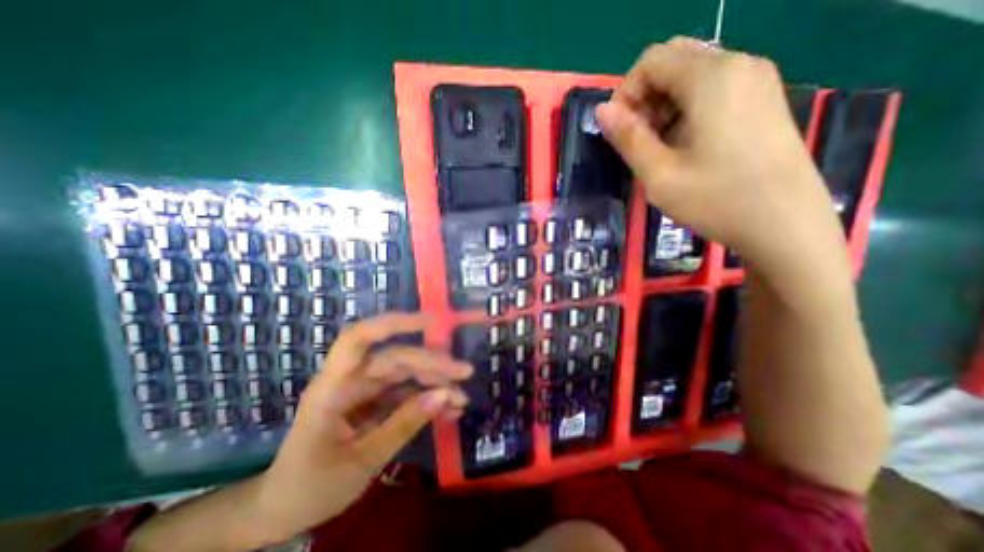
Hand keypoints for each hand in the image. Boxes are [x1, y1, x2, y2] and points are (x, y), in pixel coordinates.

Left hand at [251, 315, 469, 542]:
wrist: (283, 511)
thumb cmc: (309, 488)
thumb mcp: (360, 462)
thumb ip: (403, 425)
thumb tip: (444, 395)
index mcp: (333, 387)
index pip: (360, 338)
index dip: (394, 323)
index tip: (431, 321)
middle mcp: (350, 380)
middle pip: (395, 359)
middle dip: (432, 364)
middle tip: (464, 373)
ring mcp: (364, 391)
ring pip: (405, 374)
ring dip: (434, 383)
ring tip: (461, 398)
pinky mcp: (374, 403)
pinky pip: (405, 394)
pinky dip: (427, 401)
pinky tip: (449, 409)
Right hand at [596, 38, 850, 280]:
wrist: (784, 224)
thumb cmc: (715, 199)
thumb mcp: (658, 174)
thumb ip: (627, 138)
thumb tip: (602, 110)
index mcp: (711, 78)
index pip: (652, 60)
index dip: (625, 92)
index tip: (619, 131)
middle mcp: (738, 65)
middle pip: (673, 62)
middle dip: (644, 97)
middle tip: (639, 139)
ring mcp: (756, 80)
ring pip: (692, 76)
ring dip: (663, 106)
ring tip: (659, 148)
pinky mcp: (763, 99)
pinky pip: (713, 89)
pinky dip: (686, 110)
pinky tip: (684, 145)